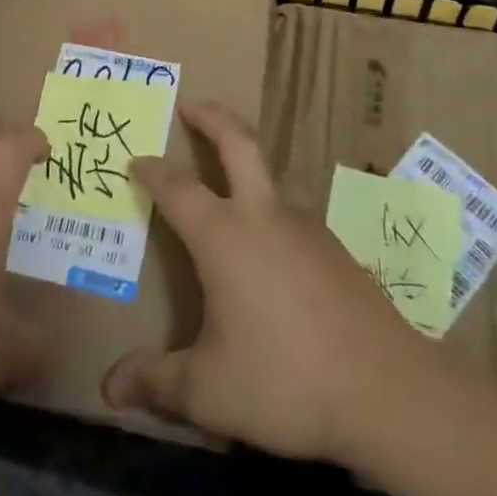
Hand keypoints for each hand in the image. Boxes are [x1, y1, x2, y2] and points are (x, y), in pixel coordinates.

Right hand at [101, 101, 433, 464]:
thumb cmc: (285, 380)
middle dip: (212, 117)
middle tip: (191, 104)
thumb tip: (109, 388)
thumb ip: (156, 383)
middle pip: (238, 143)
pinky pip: (292, 220)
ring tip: (227, 194)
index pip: (178, 188)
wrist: (387, 390)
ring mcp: (306, 228)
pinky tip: (271, 259)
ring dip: (245, 168)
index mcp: (224, 236)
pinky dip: (271, 218)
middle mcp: (264, 217)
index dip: (153, 171)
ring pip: (270, 180)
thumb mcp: (209, 391)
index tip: (135, 158)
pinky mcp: (336, 250)